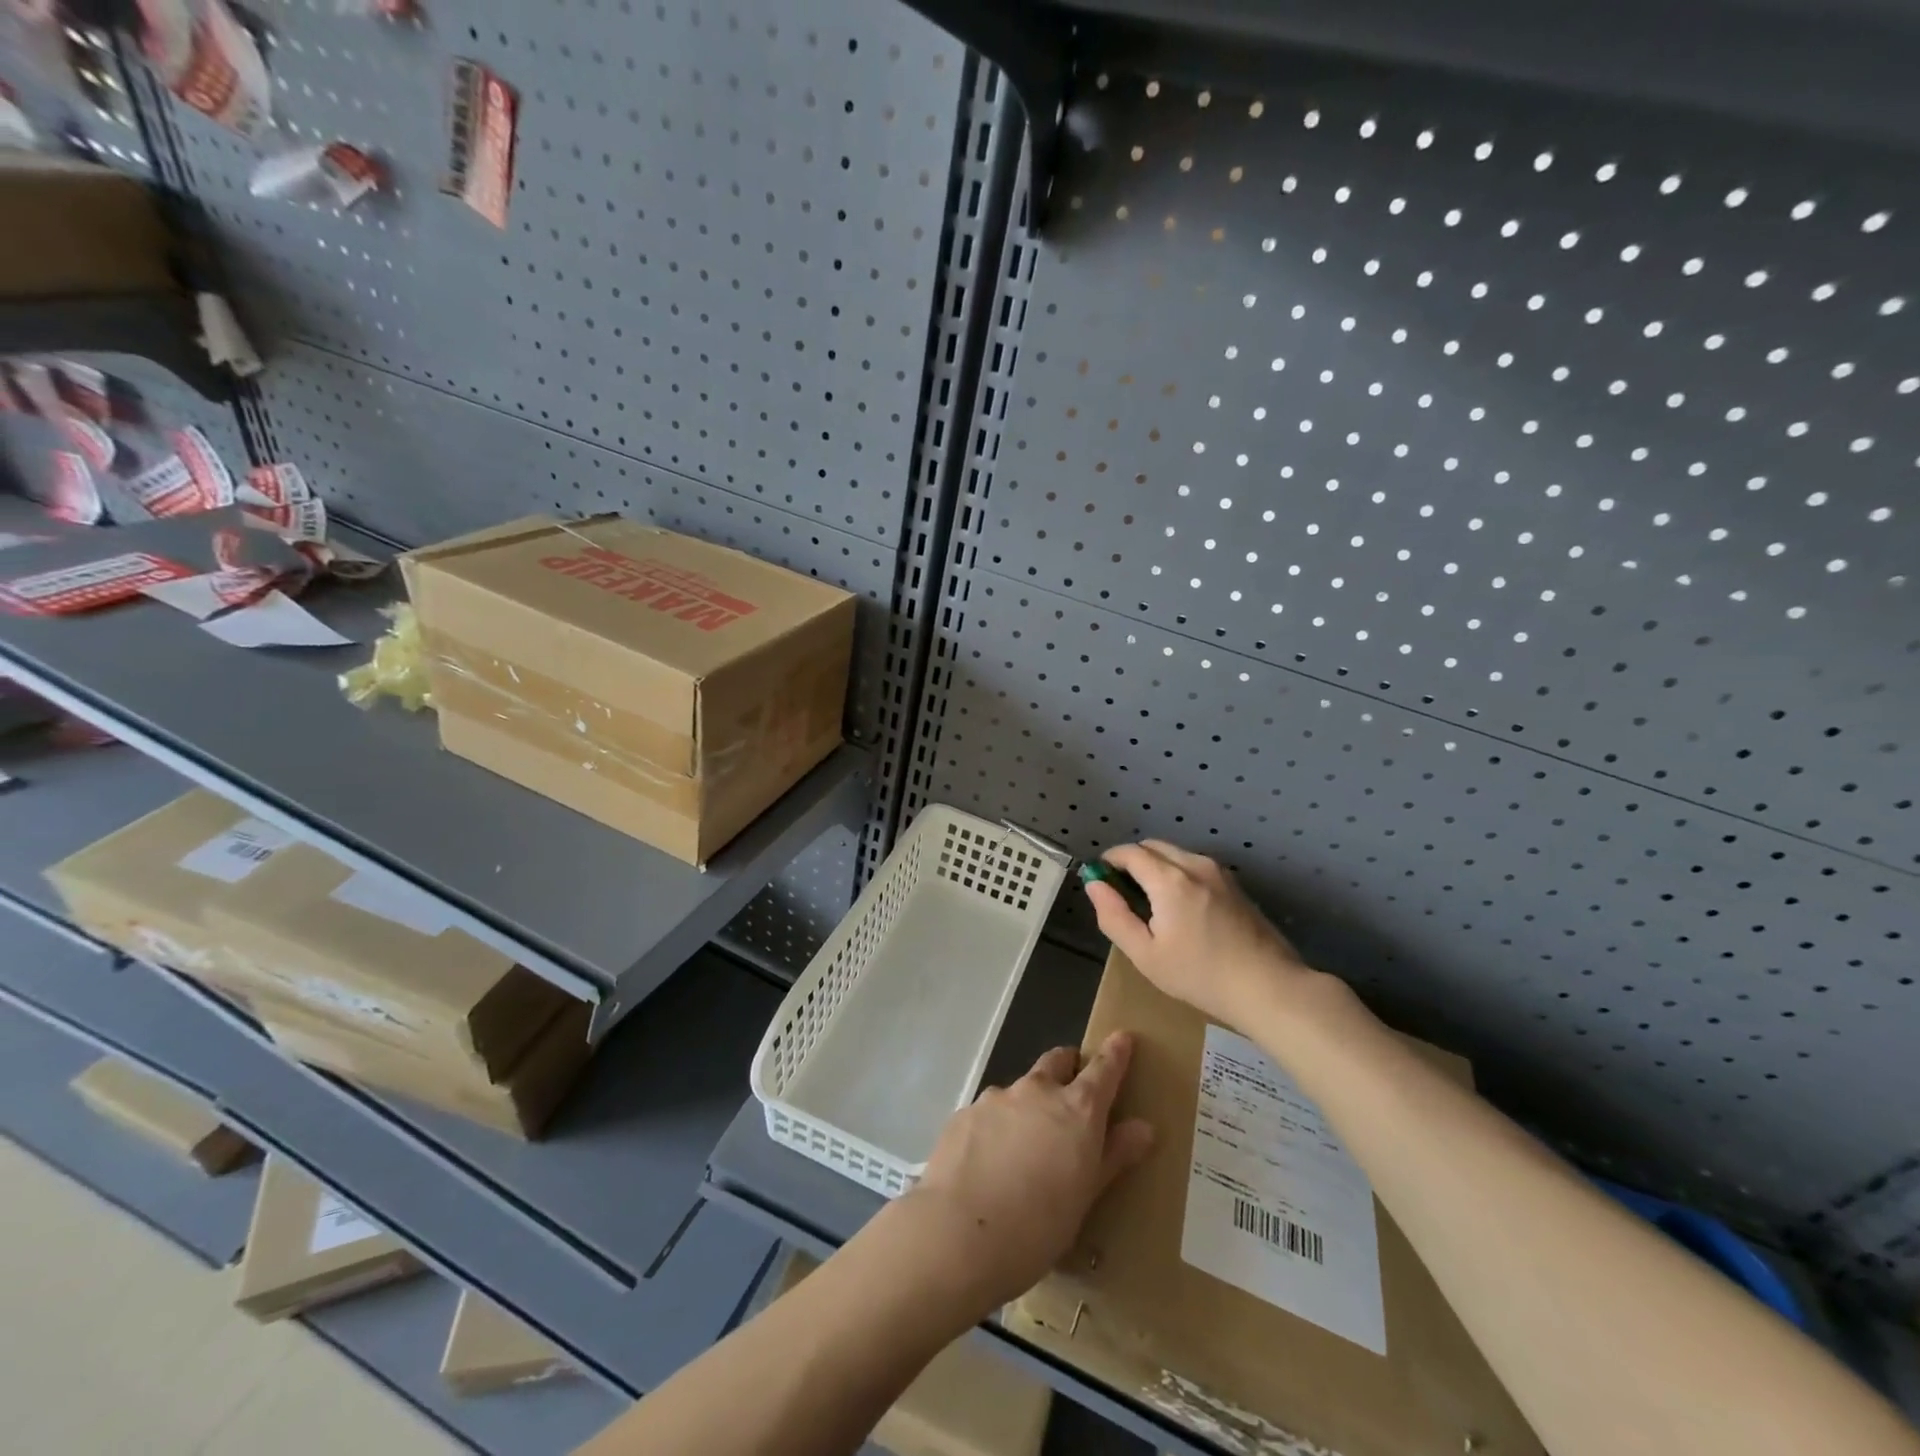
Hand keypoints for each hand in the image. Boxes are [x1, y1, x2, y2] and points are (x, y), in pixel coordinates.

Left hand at [902, 1034, 1153, 1312]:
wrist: (958, 1232)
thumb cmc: (1037, 1227)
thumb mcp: (1085, 1198)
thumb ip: (1113, 1156)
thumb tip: (1144, 1127)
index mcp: (1076, 1110)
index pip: (1103, 1069)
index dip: (1115, 1052)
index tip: (1123, 1038)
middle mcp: (1037, 1091)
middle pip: (1057, 1061)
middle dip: (1068, 1066)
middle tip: (1073, 1089)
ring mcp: (997, 1097)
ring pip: (1021, 1088)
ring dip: (1029, 1104)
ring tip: (1026, 1146)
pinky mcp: (965, 1112)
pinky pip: (990, 1112)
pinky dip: (998, 1126)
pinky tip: (990, 1162)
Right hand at [1084, 840, 1315, 1029]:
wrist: (1269, 987)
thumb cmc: (1200, 975)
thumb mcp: (1146, 954)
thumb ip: (1114, 916)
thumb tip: (1094, 884)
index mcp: (1169, 879)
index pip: (1129, 852)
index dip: (1109, 861)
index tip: (1100, 881)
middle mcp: (1194, 864)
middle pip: (1152, 847)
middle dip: (1132, 862)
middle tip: (1124, 895)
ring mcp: (1219, 872)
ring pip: (1175, 854)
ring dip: (1156, 867)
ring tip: (1152, 905)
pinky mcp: (1235, 885)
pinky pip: (1195, 866)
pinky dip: (1177, 874)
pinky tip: (1182, 910)